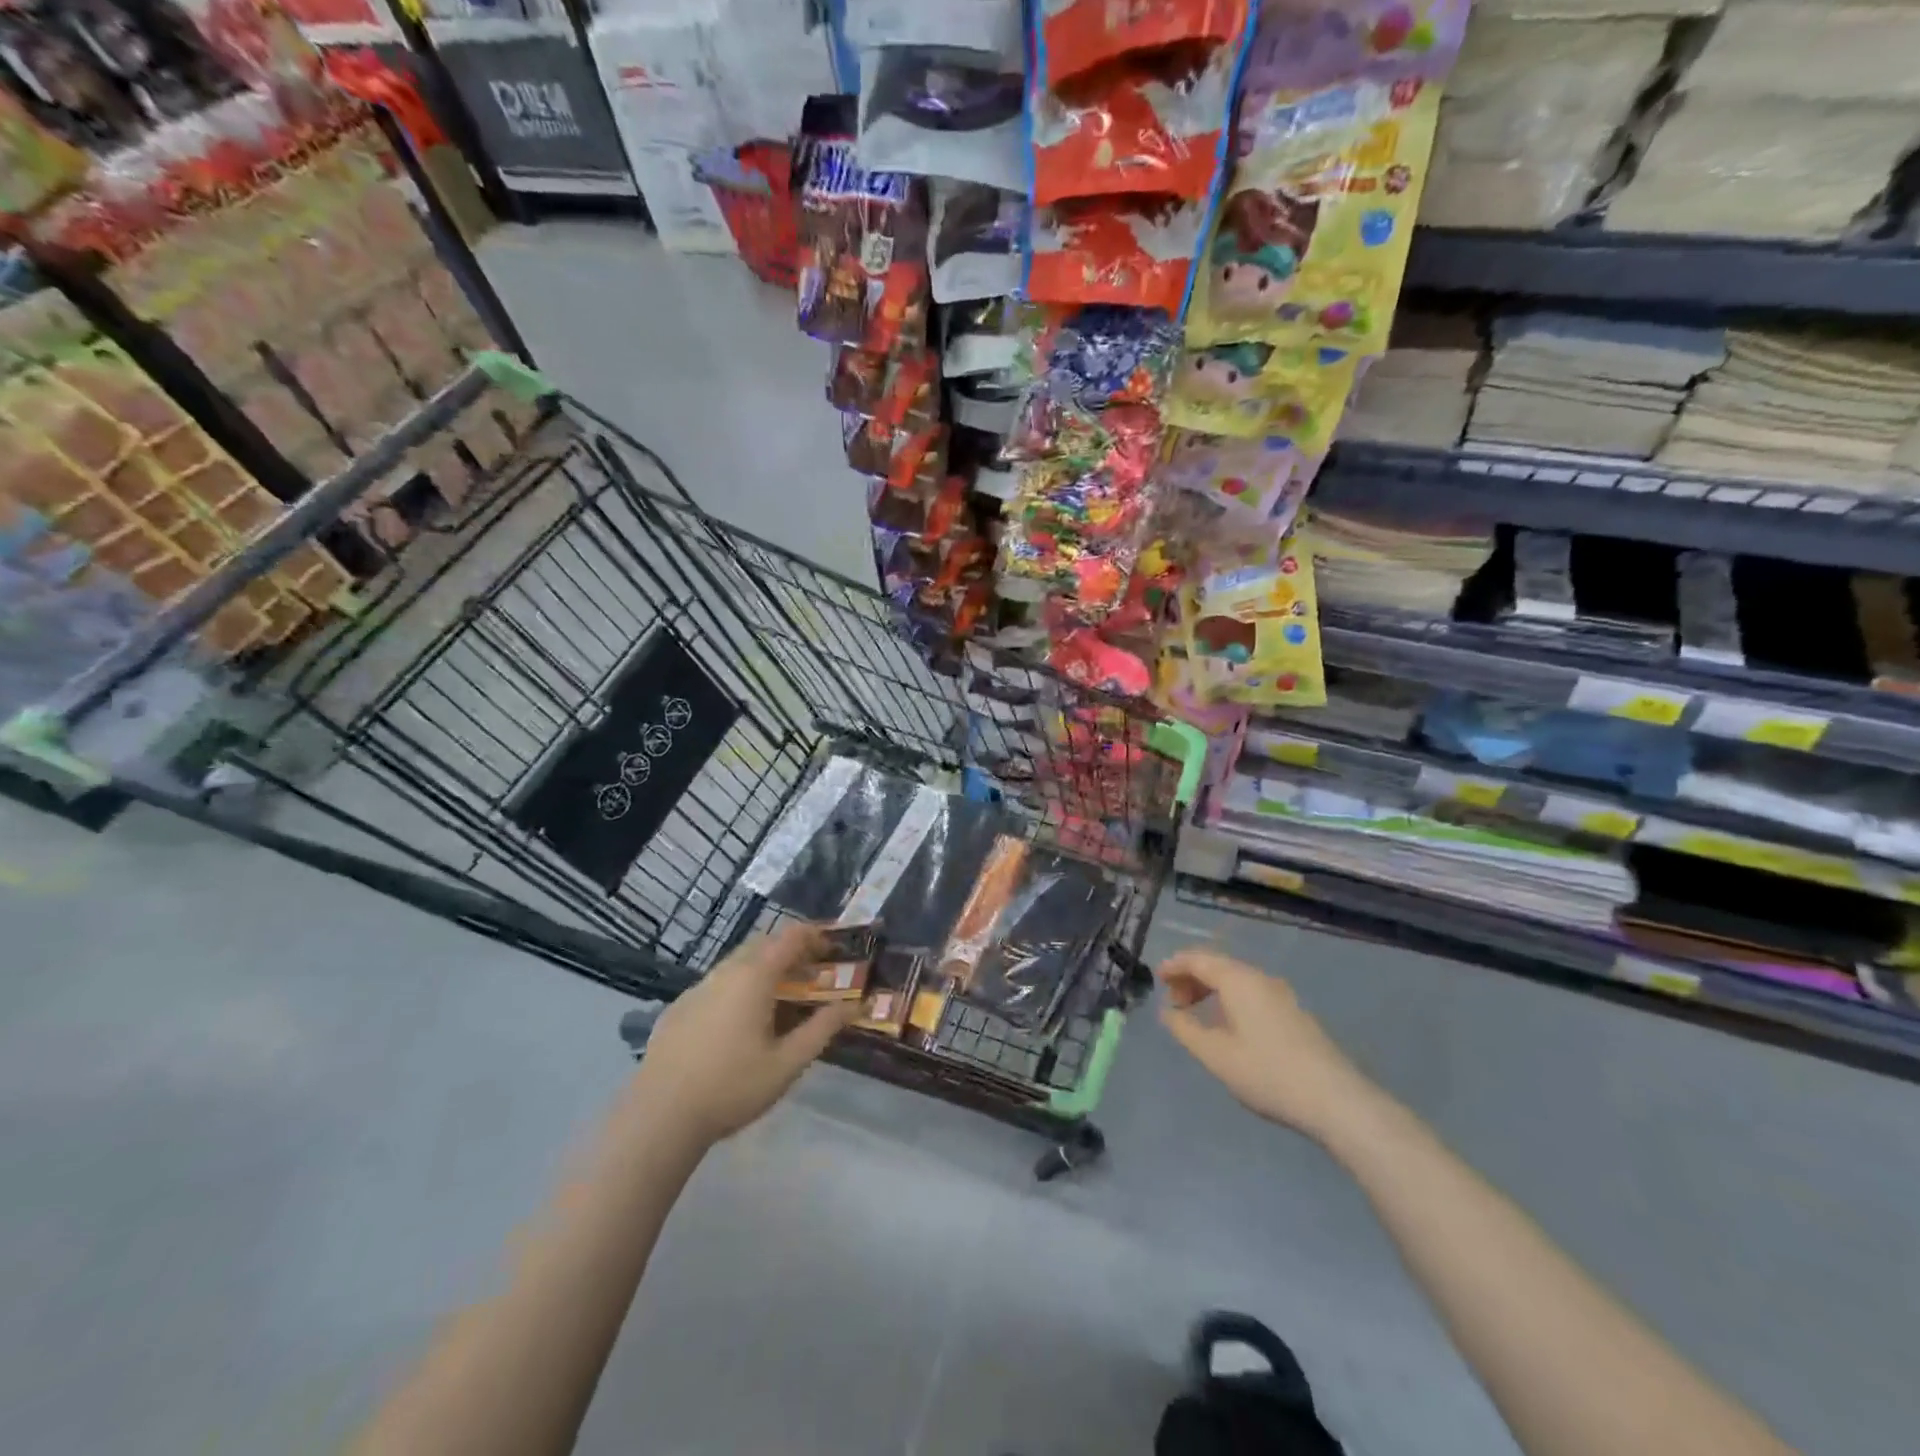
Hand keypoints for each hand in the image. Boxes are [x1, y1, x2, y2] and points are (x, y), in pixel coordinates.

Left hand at [630, 923, 858, 1147]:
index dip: (817, 936)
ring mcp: (697, 988)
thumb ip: (822, 1029)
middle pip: (764, 944)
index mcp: (754, 977)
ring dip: (765, 968)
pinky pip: (717, 983)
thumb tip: (853, 1005)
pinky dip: (740, 985)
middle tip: (815, 972)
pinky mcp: (678, 1008)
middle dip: (792, 951)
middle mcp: (725, 972)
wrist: (659, 1117)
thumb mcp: (787, 1063)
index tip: (836, 948)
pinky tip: (742, 1021)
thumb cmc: (732, 1087)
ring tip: (783, 996)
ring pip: (738, 962)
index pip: (791, 937)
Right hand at [1156, 948, 1370, 1140]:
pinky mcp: (1294, 1013)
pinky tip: (1228, 1026)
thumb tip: (1169, 1012)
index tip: (1156, 979)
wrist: (1335, 1100)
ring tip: (1196, 1015)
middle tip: (1174, 1003)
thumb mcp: (1216, 1055)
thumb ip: (1185, 1029)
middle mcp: (1260, 978)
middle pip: (1218, 965)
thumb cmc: (1267, 1073)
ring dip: (1211, 990)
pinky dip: (1230, 999)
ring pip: (1237, 979)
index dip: (1174, 966)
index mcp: (1238, 980)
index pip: (1198, 959)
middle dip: (1191, 978)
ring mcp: (1281, 995)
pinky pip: (1251, 993)